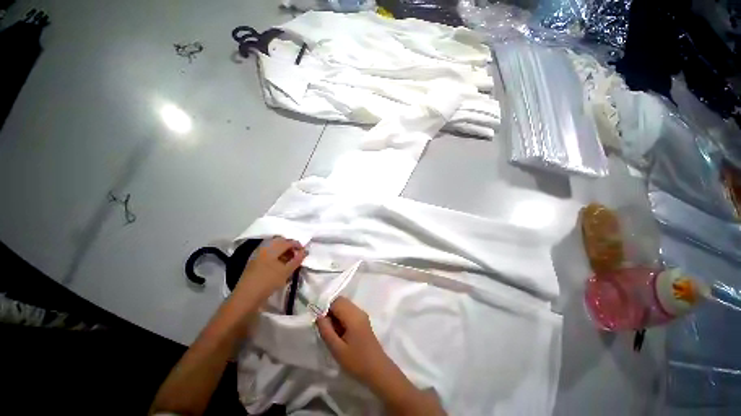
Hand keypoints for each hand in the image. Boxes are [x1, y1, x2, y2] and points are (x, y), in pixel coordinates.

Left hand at [235, 237, 305, 301]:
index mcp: (271, 248)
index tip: (304, 252)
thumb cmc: (268, 283)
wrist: (246, 297)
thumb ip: (296, 260)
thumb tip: (304, 252)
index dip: (297, 245)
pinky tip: (279, 264)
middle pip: (279, 241)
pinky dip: (276, 255)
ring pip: (273, 247)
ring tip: (289, 260)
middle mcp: (263, 248)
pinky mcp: (254, 262)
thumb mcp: (285, 272)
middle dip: (289, 246)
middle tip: (296, 254)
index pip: (287, 242)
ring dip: (283, 250)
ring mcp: (257, 255)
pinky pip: (268, 253)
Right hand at [316, 297, 396, 391]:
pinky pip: (349, 312)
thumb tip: (318, 316)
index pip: (336, 302)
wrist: (378, 370)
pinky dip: (342, 318)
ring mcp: (362, 314)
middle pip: (341, 301)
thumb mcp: (337, 349)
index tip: (321, 324)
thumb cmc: (357, 361)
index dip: (326, 309)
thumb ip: (326, 331)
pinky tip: (341, 333)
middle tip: (327, 329)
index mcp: (353, 316)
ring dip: (336, 315)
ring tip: (333, 333)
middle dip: (331, 311)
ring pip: (345, 306)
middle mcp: (359, 311)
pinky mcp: (363, 320)